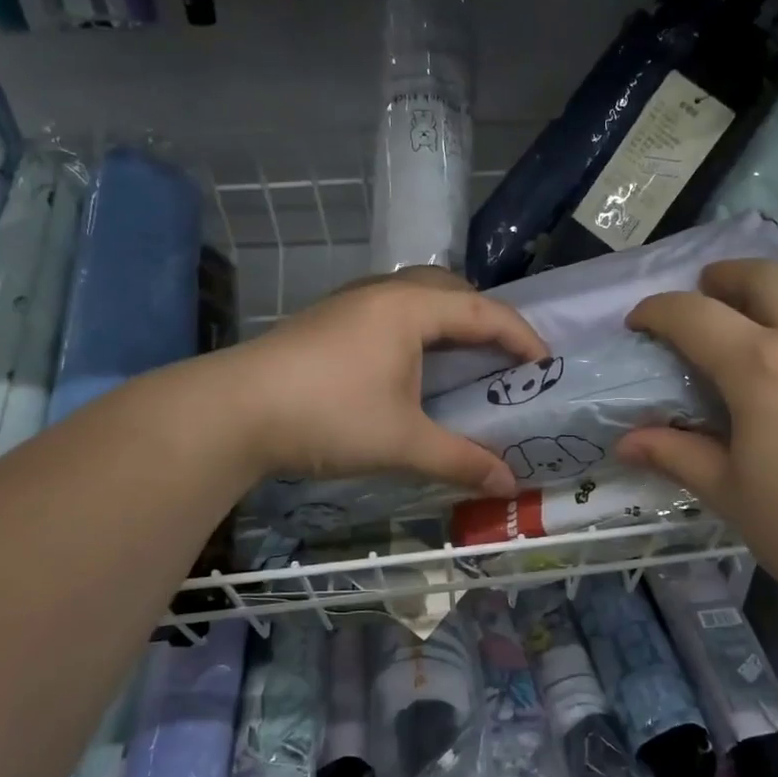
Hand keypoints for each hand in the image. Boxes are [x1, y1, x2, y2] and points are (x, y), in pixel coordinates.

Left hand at [230, 266, 545, 495]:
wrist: (231, 412)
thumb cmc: (327, 416)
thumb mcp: (403, 442)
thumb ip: (461, 460)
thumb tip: (509, 486)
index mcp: (409, 308)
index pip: (484, 312)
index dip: (522, 337)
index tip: (546, 366)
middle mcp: (383, 293)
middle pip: (451, 290)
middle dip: (485, 320)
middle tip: (503, 358)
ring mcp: (350, 303)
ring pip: (416, 297)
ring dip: (448, 321)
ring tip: (464, 359)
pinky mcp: (328, 321)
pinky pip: (391, 311)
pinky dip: (418, 329)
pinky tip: (411, 365)